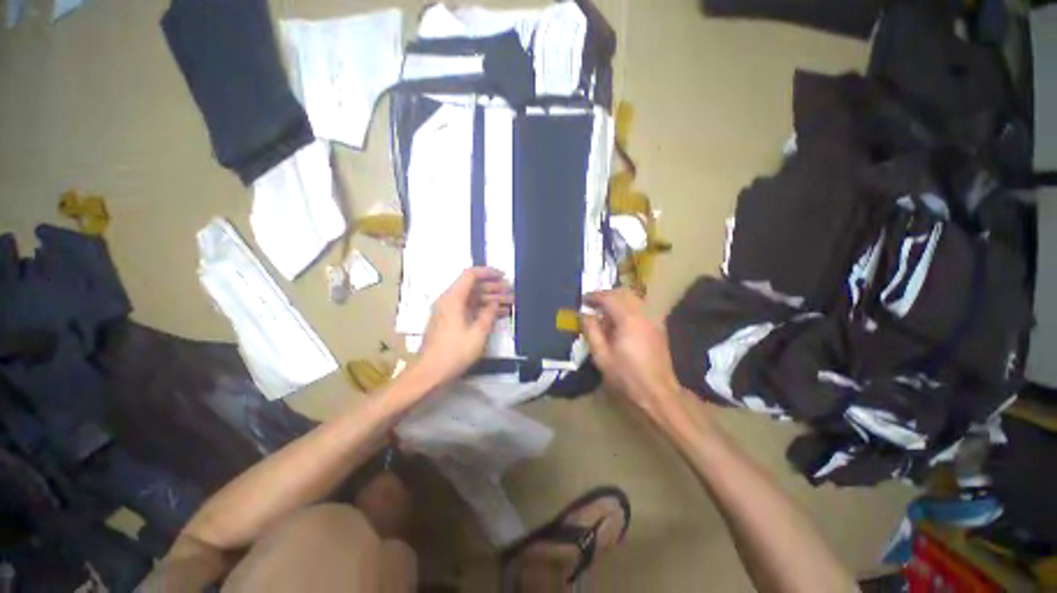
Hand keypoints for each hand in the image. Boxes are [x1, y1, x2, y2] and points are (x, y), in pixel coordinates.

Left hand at [416, 267, 511, 386]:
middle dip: (493, 288)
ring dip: (490, 299)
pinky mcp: (450, 321)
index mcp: (453, 299)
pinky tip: (498, 314)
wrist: (430, 373)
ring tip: (510, 302)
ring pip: (472, 298)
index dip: (488, 272)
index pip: (470, 275)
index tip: (503, 276)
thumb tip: (495, 303)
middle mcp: (449, 301)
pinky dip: (483, 309)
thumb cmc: (454, 352)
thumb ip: (488, 314)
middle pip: (473, 287)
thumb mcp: (477, 333)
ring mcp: (449, 311)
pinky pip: (469, 309)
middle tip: (511, 292)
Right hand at [582, 289, 686, 424]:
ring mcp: (653, 319)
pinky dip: (628, 307)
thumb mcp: (601, 355)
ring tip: (604, 311)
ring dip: (618, 300)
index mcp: (628, 320)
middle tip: (593, 303)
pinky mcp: (658, 327)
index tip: (583, 300)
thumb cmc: (626, 375)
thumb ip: (591, 331)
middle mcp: (643, 314)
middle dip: (607, 295)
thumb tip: (584, 315)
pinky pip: (641, 308)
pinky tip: (620, 321)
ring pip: (634, 298)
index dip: (594, 296)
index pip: (609, 298)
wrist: (657, 392)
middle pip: (624, 293)